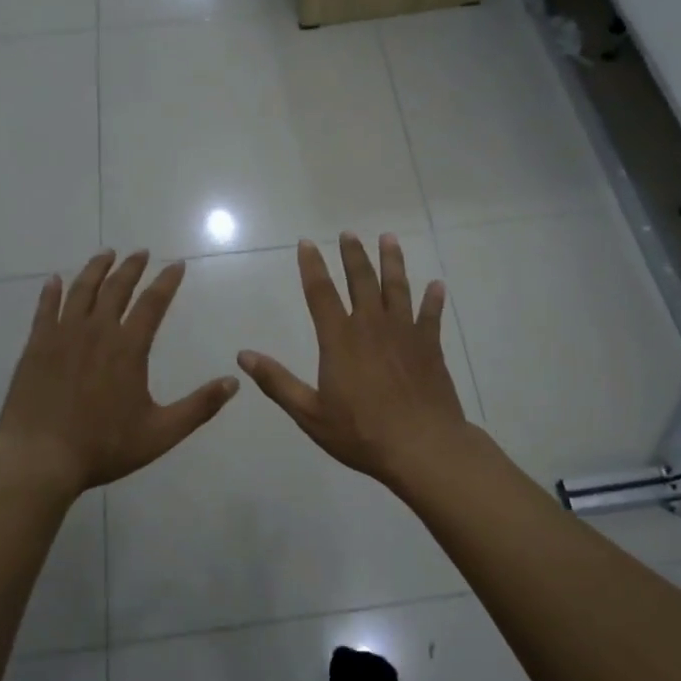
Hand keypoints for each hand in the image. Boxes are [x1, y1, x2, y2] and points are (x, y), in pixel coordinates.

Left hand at [0, 250, 238, 495]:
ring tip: (106, 254)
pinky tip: (55, 280)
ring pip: (82, 291)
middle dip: (132, 267)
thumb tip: (233, 382)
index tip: (176, 264)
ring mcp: (62, 336)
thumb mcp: (161, 433)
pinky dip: (52, 292)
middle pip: (116, 288)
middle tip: (141, 252)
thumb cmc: (103, 446)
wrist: (39, 458)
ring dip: (96, 269)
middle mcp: (96, 331)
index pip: (153, 303)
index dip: (166, 281)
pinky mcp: (36, 346)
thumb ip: (199, 406)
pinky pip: (45, 309)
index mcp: (128, 348)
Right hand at [237, 233, 471, 490]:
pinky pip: (431, 315)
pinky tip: (437, 285)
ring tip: (388, 238)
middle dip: (353, 255)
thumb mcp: (310, 413)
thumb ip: (277, 382)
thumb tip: (243, 356)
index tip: (306, 243)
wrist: (422, 447)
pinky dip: (433, 299)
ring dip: (392, 261)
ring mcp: (404, 333)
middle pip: (361, 280)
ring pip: (397, 287)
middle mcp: (371, 326)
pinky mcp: (430, 347)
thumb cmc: (361, 433)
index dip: (311, 266)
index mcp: (340, 339)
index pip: (320, 293)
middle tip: (348, 233)